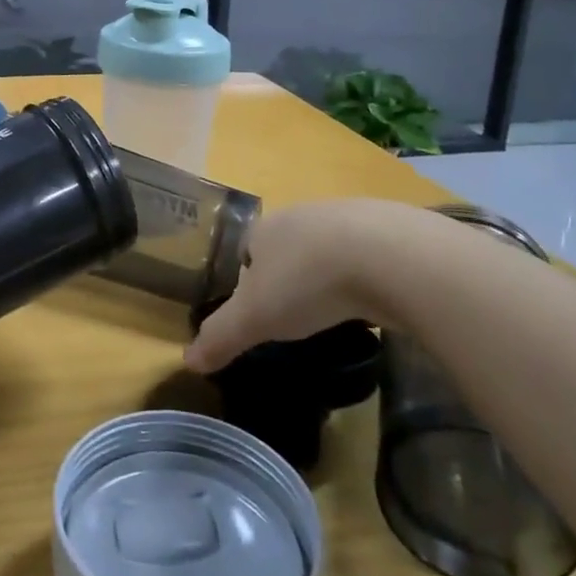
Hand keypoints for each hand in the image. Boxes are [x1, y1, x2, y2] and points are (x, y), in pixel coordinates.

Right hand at [184, 198, 431, 373]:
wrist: (388, 255)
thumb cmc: (307, 281)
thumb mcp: (255, 317)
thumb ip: (221, 336)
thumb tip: (186, 360)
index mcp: (266, 229)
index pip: (248, 250)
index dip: (249, 279)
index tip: (259, 312)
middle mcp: (302, 215)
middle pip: (288, 246)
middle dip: (290, 276)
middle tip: (298, 316)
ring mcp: (348, 218)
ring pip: (329, 249)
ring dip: (329, 275)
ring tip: (336, 313)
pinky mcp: (389, 231)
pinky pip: (368, 256)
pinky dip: (367, 277)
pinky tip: (374, 302)